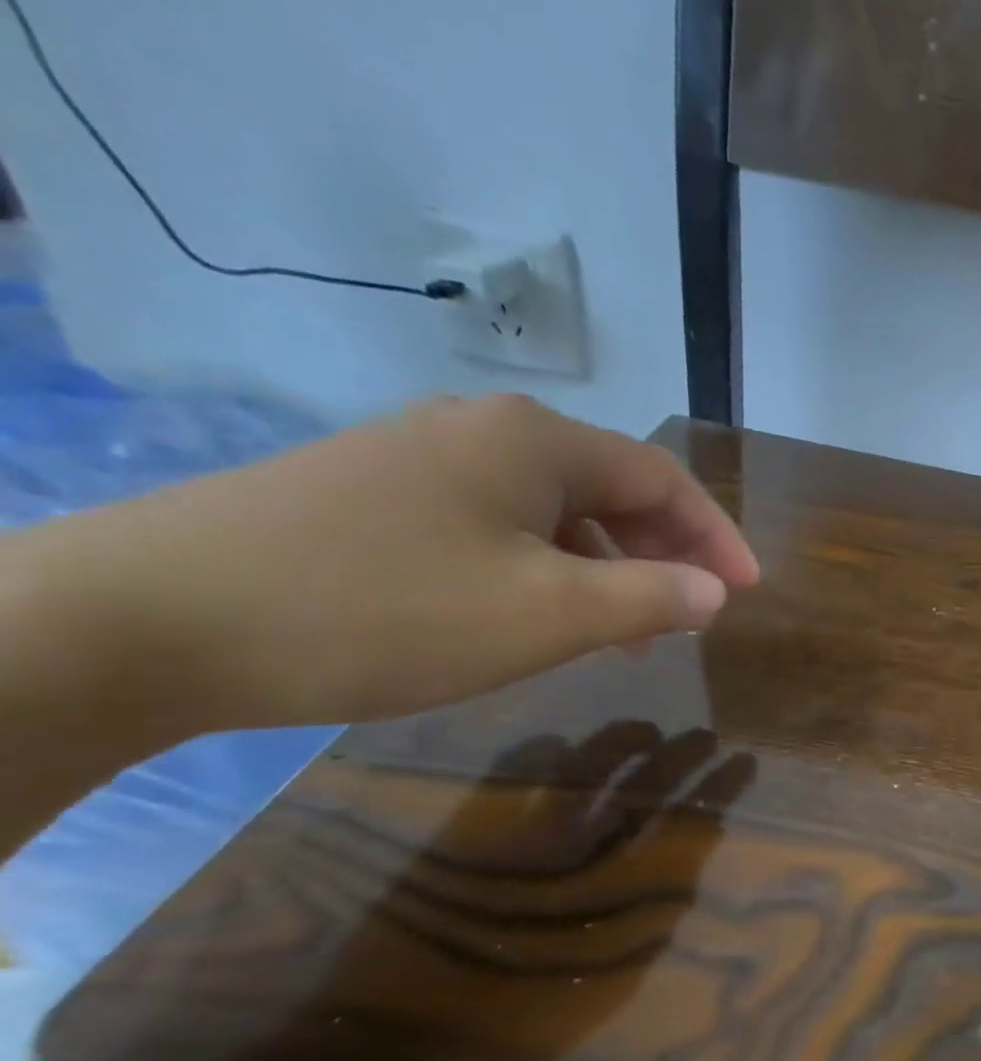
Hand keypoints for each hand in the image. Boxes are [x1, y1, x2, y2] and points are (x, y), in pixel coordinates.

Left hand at [25, 393, 757, 731]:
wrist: (151, 618)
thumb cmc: (387, 610)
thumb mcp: (547, 615)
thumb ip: (649, 598)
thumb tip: (714, 591)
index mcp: (536, 442)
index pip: (662, 478)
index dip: (715, 535)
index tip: (749, 590)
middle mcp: (484, 430)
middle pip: (609, 486)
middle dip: (662, 551)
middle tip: (691, 613)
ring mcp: (421, 457)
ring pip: (552, 510)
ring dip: (604, 564)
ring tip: (623, 630)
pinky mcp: (374, 493)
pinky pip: (497, 524)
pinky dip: (543, 567)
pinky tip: (534, 612)